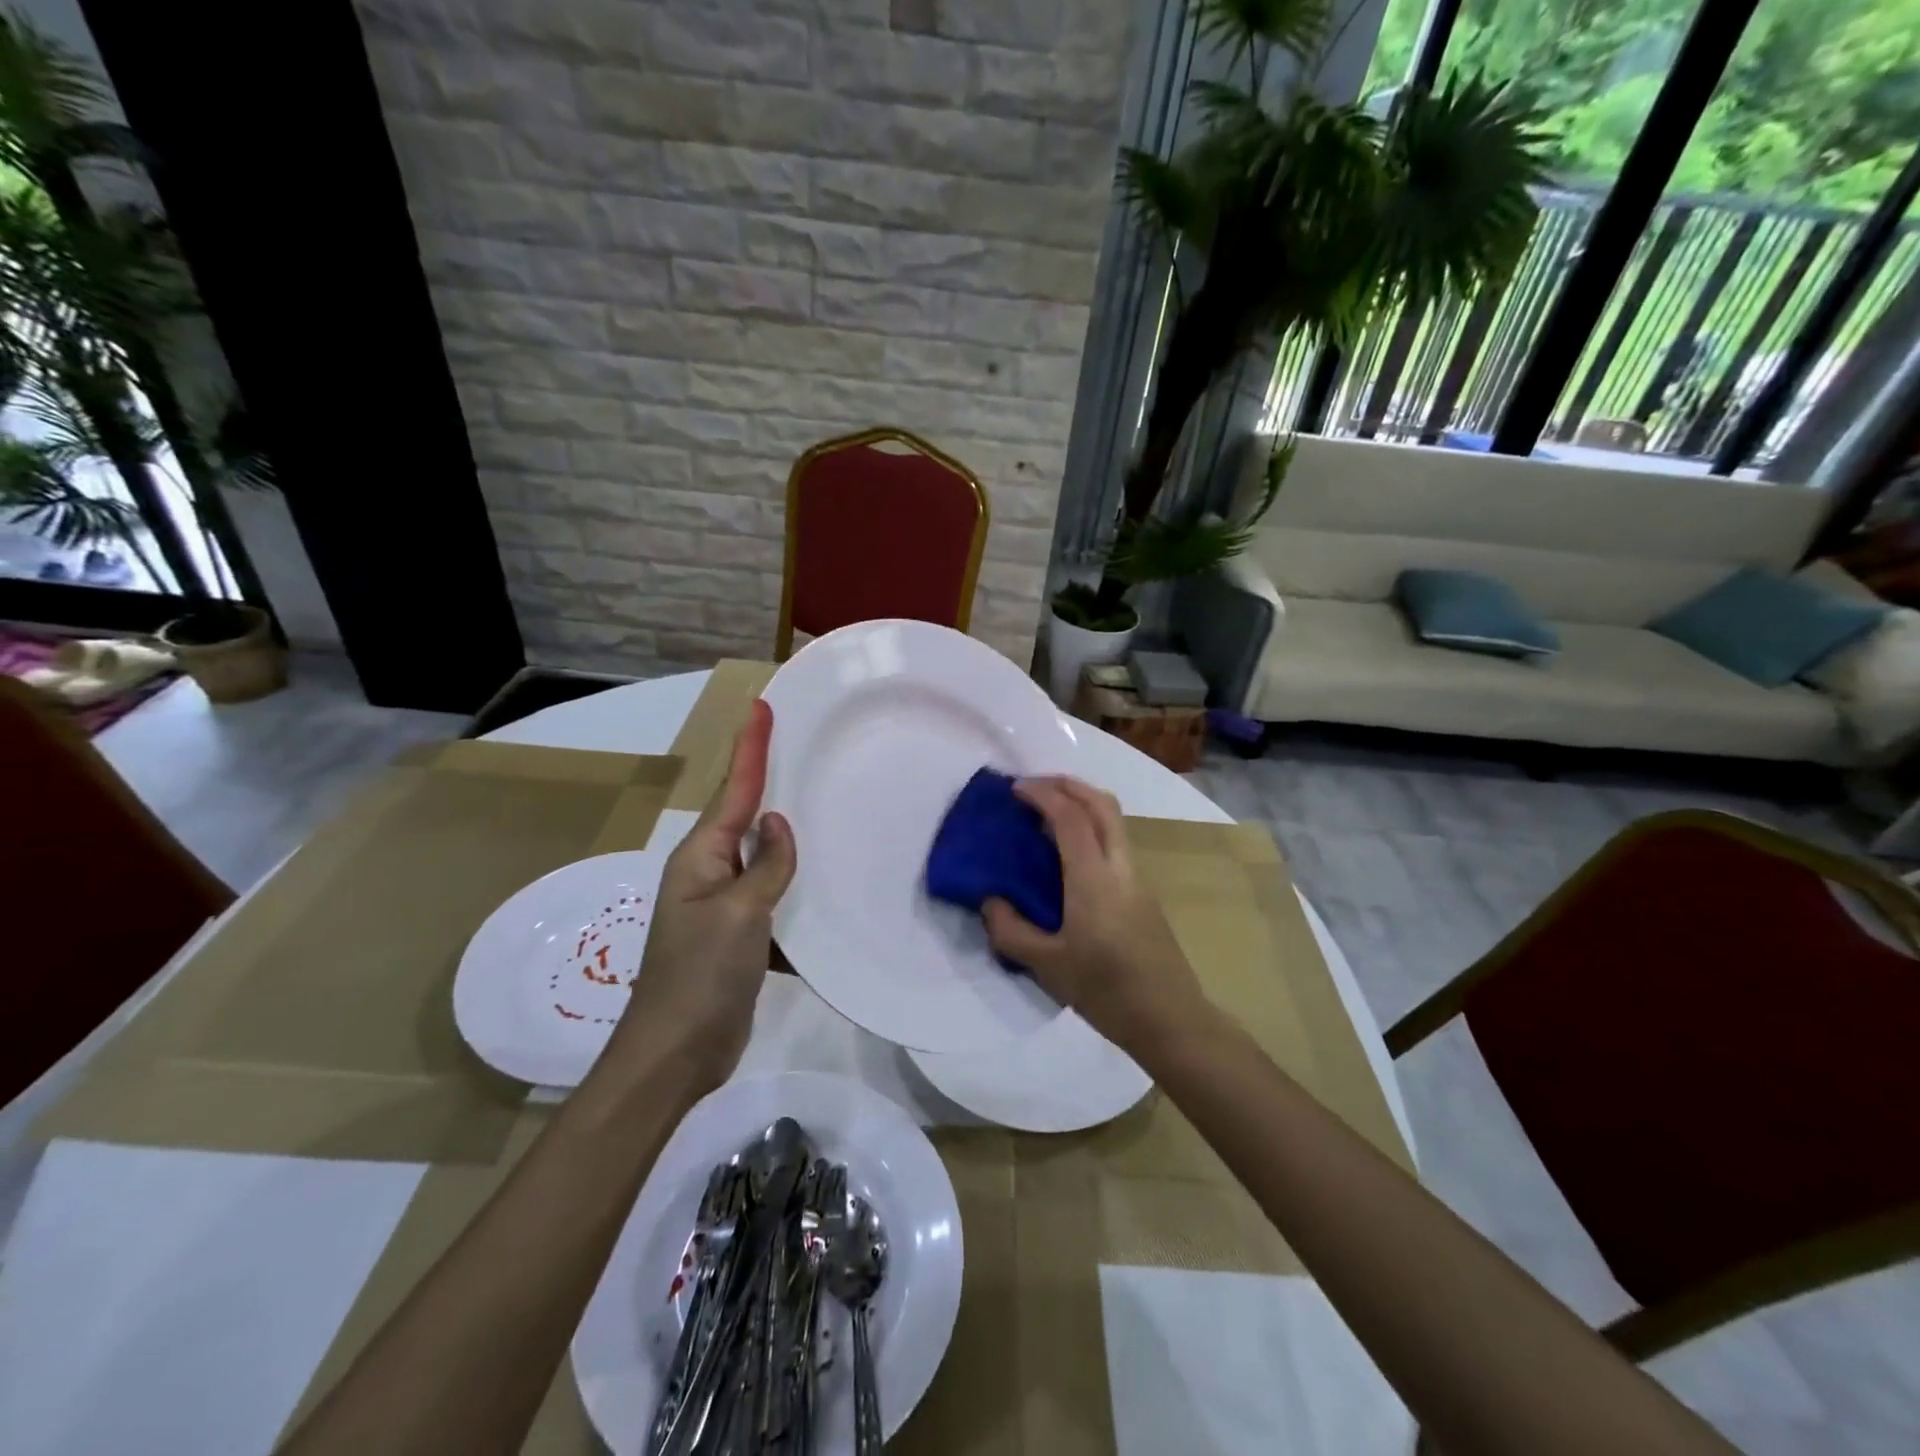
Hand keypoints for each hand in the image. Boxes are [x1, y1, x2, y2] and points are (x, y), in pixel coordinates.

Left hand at [611, 699, 795, 1087]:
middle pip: (744, 814)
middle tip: (798, 744)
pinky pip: (771, 893)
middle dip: (767, 778)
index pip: (735, 790)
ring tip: (820, 801)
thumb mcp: (739, 913)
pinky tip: (821, 877)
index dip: (750, 747)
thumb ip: (765, 865)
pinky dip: (793, 882)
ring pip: (761, 855)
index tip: (762, 707)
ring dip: (786, 832)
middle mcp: (708, 872)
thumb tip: (778, 824)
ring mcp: (723, 905)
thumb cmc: (702, 975)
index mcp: (701, 856)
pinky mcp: (739, 934)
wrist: (676, 1053)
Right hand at [982, 777, 1206, 1055]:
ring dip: (1083, 805)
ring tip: (1048, 818)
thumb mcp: (1047, 966)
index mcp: (1093, 879)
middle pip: (1102, 804)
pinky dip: (1091, 832)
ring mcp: (1138, 880)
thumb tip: (990, 901)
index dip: (1042, 794)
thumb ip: (1011, 930)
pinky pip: (1115, 846)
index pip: (1070, 817)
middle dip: (1069, 785)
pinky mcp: (1144, 896)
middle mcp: (1120, 868)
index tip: (1015, 789)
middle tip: (1035, 788)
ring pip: (1114, 823)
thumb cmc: (1107, 991)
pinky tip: (1069, 861)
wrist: (1171, 1020)